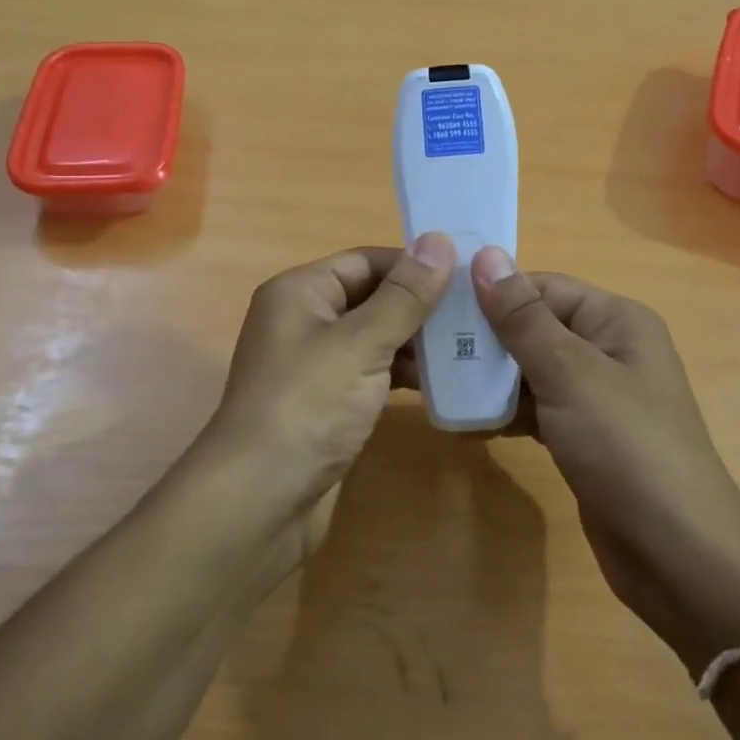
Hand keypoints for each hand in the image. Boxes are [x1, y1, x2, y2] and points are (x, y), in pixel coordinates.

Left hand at [195, 234, 455, 562]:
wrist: (260, 499)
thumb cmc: (308, 406)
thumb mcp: (361, 343)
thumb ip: (404, 295)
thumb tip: (439, 241)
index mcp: (300, 292)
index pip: (365, 261)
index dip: (414, 264)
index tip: (468, 274)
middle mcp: (302, 320)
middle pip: (370, 297)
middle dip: (420, 305)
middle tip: (478, 313)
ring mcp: (313, 365)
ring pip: (374, 337)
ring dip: (416, 341)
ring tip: (470, 346)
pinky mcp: (326, 403)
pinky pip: (370, 373)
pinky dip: (401, 373)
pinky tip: (440, 382)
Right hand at [468, 248, 739, 674]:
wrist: (678, 557)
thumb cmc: (627, 449)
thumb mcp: (570, 375)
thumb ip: (523, 318)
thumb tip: (485, 256)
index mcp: (615, 321)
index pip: (542, 287)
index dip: (491, 293)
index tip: (434, 304)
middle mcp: (607, 349)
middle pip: (533, 327)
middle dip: (483, 338)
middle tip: (426, 349)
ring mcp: (594, 396)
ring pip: (529, 370)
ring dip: (487, 377)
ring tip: (434, 383)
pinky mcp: (581, 436)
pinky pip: (534, 409)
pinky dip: (503, 412)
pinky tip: (464, 422)